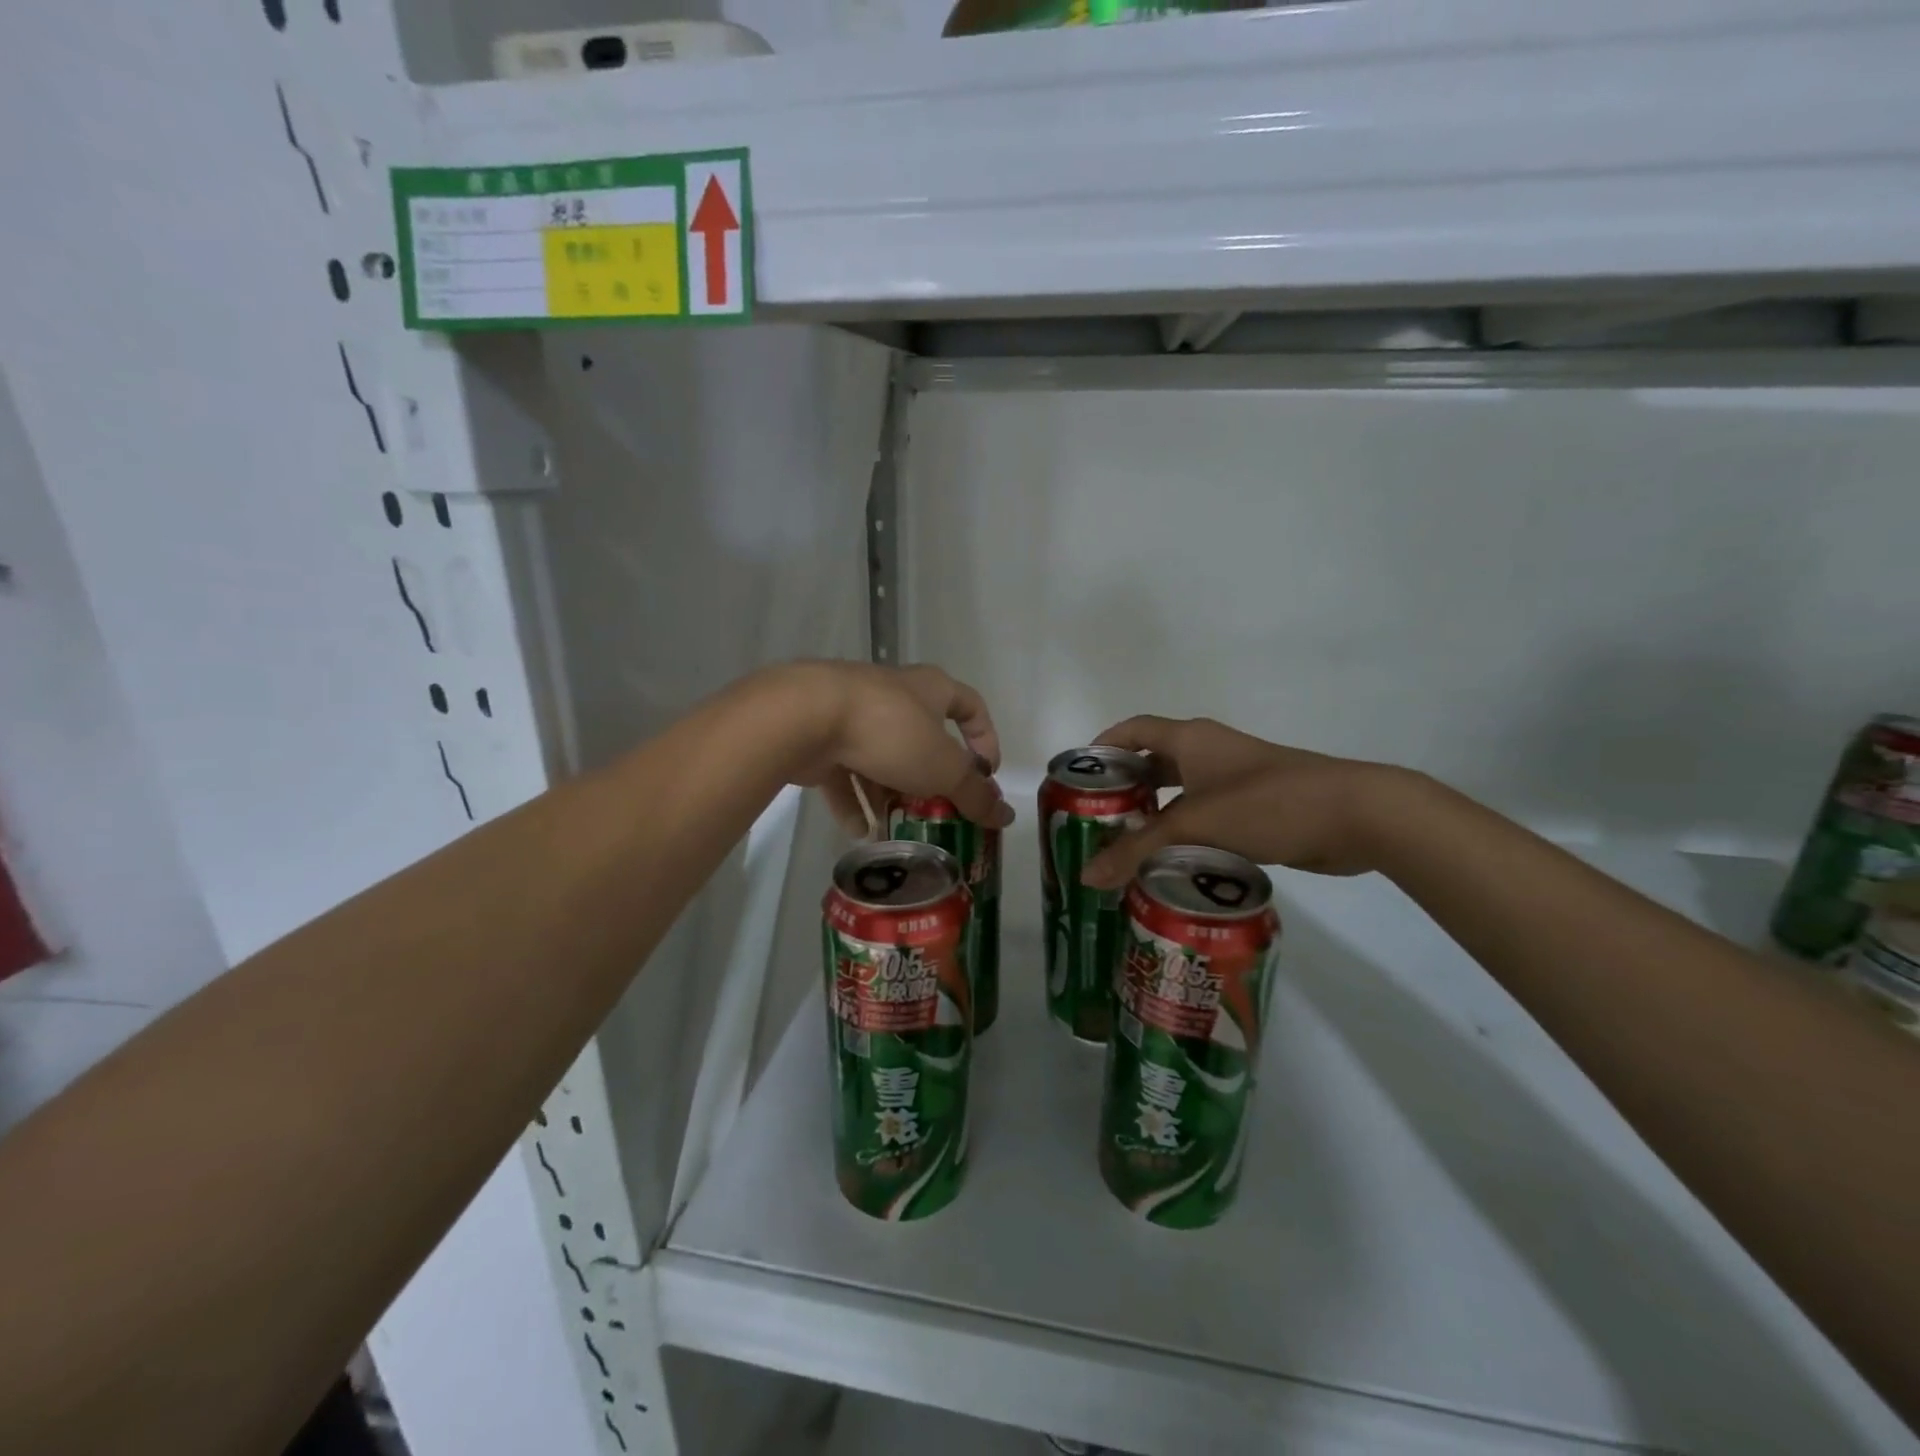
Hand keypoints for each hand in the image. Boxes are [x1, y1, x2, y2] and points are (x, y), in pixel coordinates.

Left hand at [781, 662, 1013, 836]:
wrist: (806, 716)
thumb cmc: (890, 732)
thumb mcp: (943, 768)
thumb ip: (974, 794)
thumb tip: (1007, 815)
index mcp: (930, 689)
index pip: (971, 706)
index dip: (985, 739)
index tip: (988, 773)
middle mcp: (894, 695)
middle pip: (923, 737)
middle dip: (931, 777)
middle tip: (938, 810)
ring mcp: (853, 714)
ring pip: (881, 757)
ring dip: (889, 793)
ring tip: (897, 829)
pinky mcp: (821, 736)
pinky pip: (843, 772)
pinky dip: (853, 800)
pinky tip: (860, 832)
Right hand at [1079, 715, 1398, 887]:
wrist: (1355, 815)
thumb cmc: (1268, 803)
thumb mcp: (1196, 824)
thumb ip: (1138, 850)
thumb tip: (1086, 877)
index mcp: (1190, 739)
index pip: (1132, 730)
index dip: (1102, 747)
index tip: (1078, 777)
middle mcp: (1208, 753)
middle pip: (1152, 764)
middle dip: (1123, 790)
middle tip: (1094, 823)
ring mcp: (1233, 781)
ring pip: (1179, 796)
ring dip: (1153, 819)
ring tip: (1123, 850)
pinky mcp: (1253, 810)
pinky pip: (1204, 820)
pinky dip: (1184, 837)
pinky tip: (1168, 866)